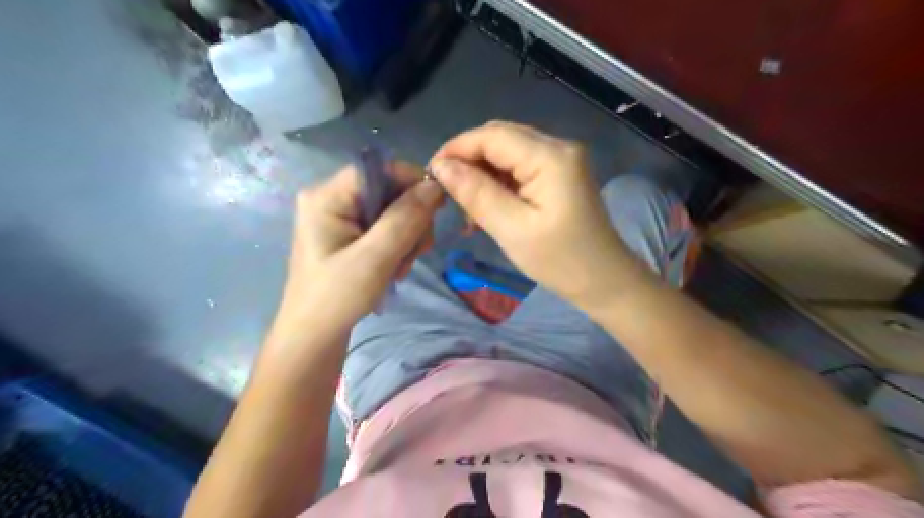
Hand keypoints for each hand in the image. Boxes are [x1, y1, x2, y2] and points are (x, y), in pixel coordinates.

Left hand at [268, 162, 442, 349]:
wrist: (314, 336)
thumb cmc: (337, 297)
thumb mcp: (374, 258)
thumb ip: (404, 219)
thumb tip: (434, 186)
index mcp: (327, 196)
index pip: (378, 169)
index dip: (410, 182)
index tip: (436, 209)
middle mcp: (332, 199)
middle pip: (388, 189)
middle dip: (410, 220)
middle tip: (415, 252)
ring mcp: (340, 217)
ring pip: (392, 210)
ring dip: (407, 236)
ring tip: (402, 266)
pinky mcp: (349, 234)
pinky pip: (385, 226)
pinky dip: (398, 245)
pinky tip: (396, 267)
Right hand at [431, 120, 644, 310]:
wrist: (605, 282)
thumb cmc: (561, 261)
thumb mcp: (512, 229)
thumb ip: (475, 193)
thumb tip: (440, 166)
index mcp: (551, 156)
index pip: (492, 135)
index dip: (456, 148)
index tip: (430, 173)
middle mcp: (558, 147)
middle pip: (500, 139)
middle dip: (468, 161)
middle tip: (448, 194)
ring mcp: (562, 160)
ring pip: (507, 153)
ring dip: (482, 175)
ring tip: (468, 211)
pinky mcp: (560, 175)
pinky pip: (520, 168)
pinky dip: (499, 184)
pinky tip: (487, 207)